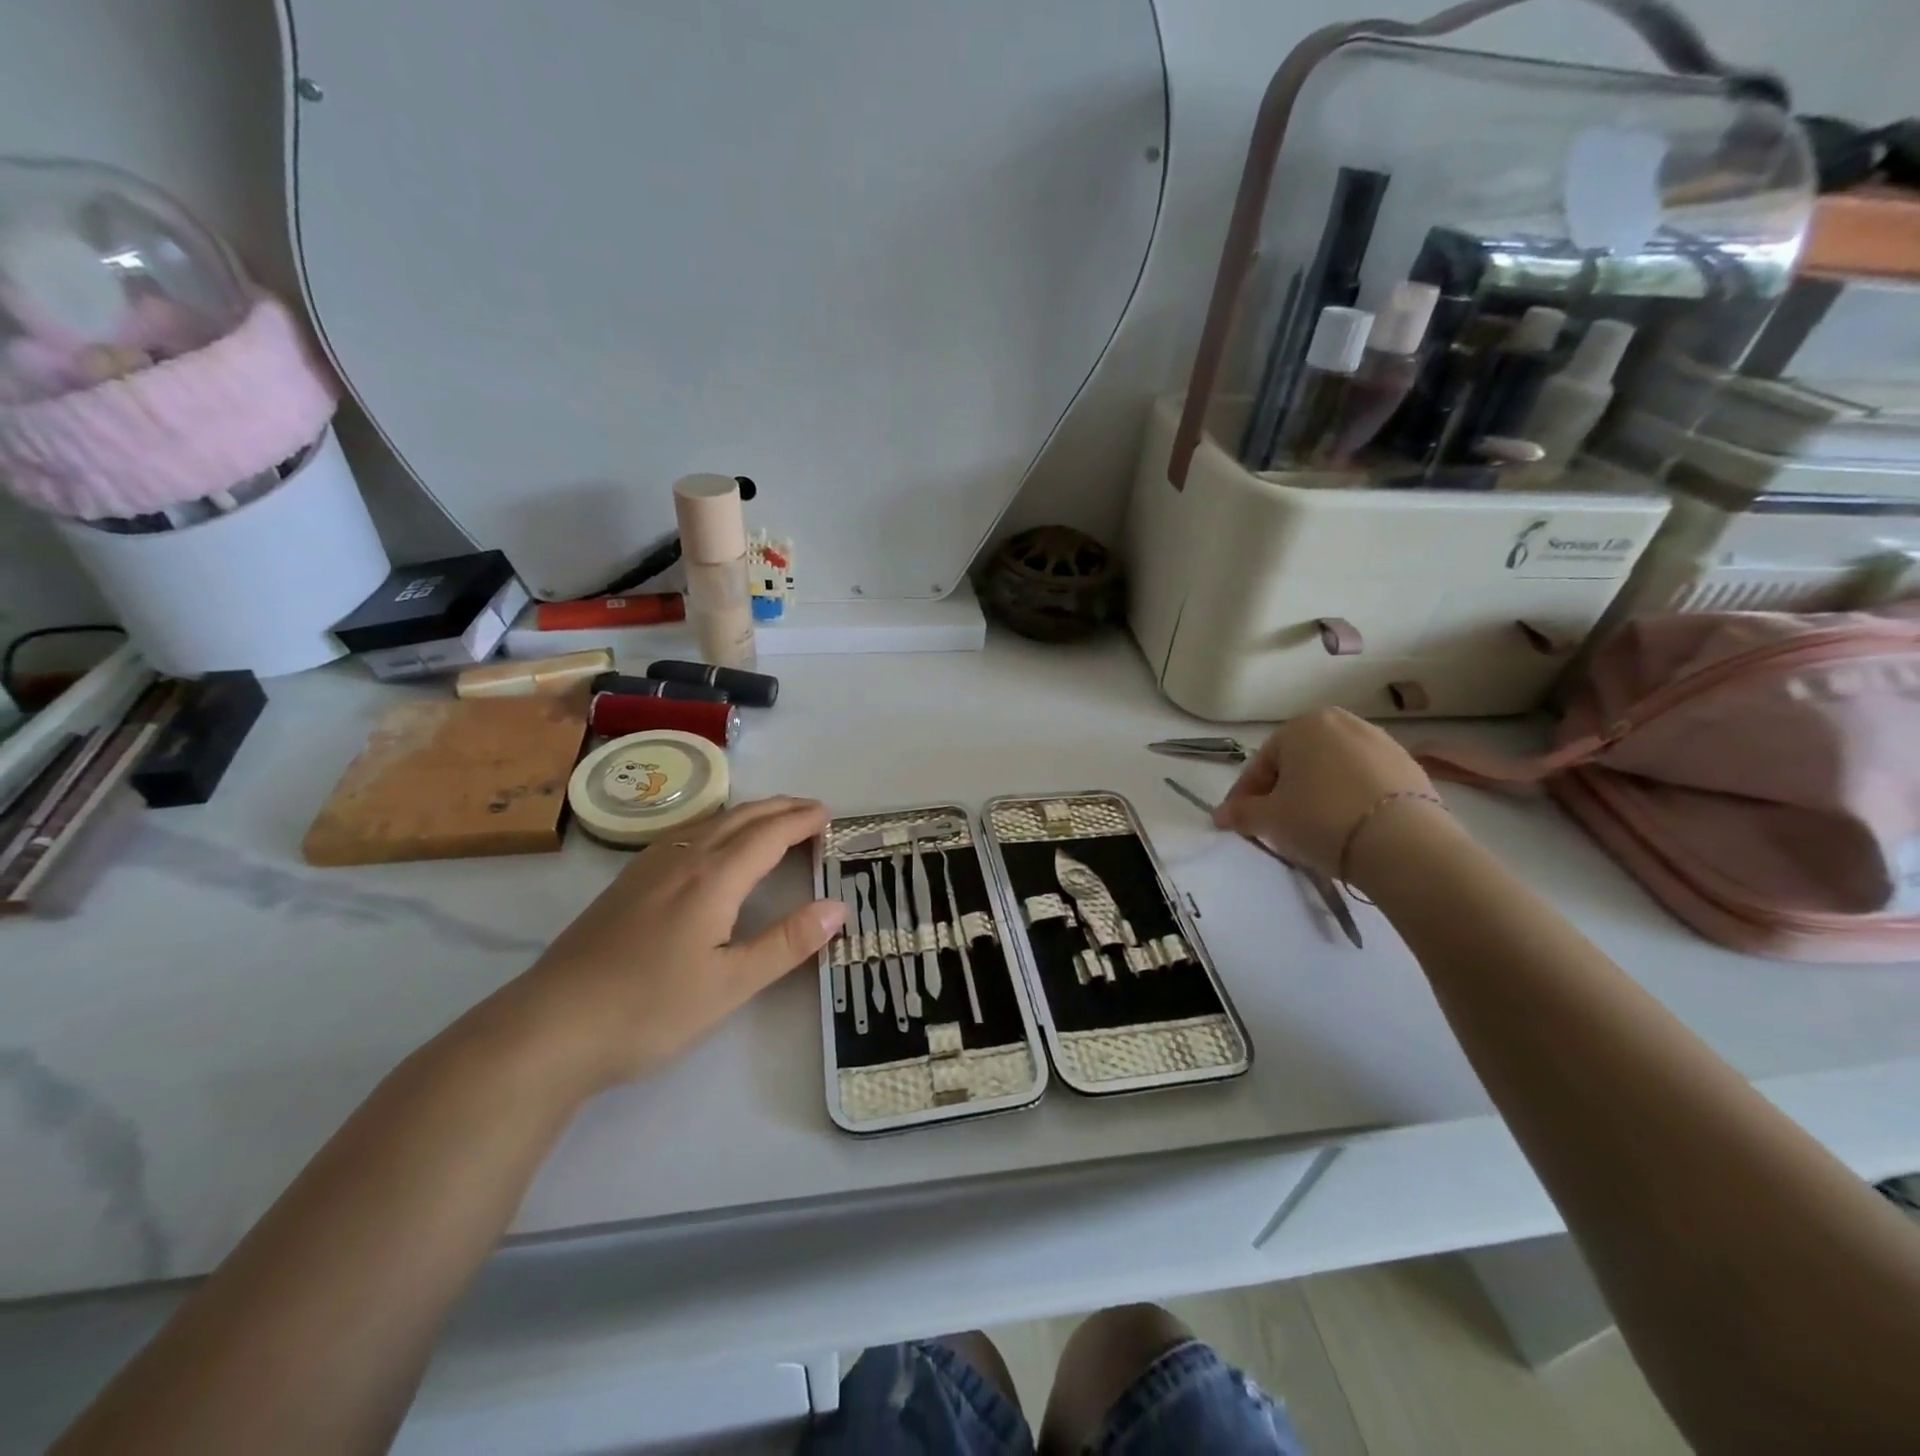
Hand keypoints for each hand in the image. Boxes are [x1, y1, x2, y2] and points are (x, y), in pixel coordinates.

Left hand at [488, 796, 845, 1093]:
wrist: (549, 1027)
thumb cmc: (649, 1008)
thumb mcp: (730, 984)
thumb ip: (787, 943)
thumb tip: (838, 907)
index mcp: (712, 878)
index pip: (768, 835)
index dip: (801, 821)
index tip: (828, 815)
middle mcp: (682, 860)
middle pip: (739, 819)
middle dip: (779, 808)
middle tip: (810, 809)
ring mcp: (648, 869)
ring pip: (708, 823)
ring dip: (748, 814)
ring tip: (771, 818)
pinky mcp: (625, 885)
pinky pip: (684, 834)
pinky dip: (716, 826)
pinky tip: (708, 843)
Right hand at [1213, 709, 1436, 877]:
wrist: (1404, 844)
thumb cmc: (1322, 819)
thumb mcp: (1269, 819)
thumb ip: (1241, 813)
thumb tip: (1221, 814)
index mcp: (1302, 724)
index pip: (1262, 763)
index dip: (1246, 796)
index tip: (1240, 822)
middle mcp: (1342, 722)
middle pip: (1299, 762)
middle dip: (1283, 791)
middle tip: (1276, 824)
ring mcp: (1381, 742)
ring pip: (1332, 770)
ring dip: (1317, 794)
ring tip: (1313, 829)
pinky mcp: (1410, 767)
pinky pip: (1364, 781)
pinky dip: (1349, 799)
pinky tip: (1348, 827)